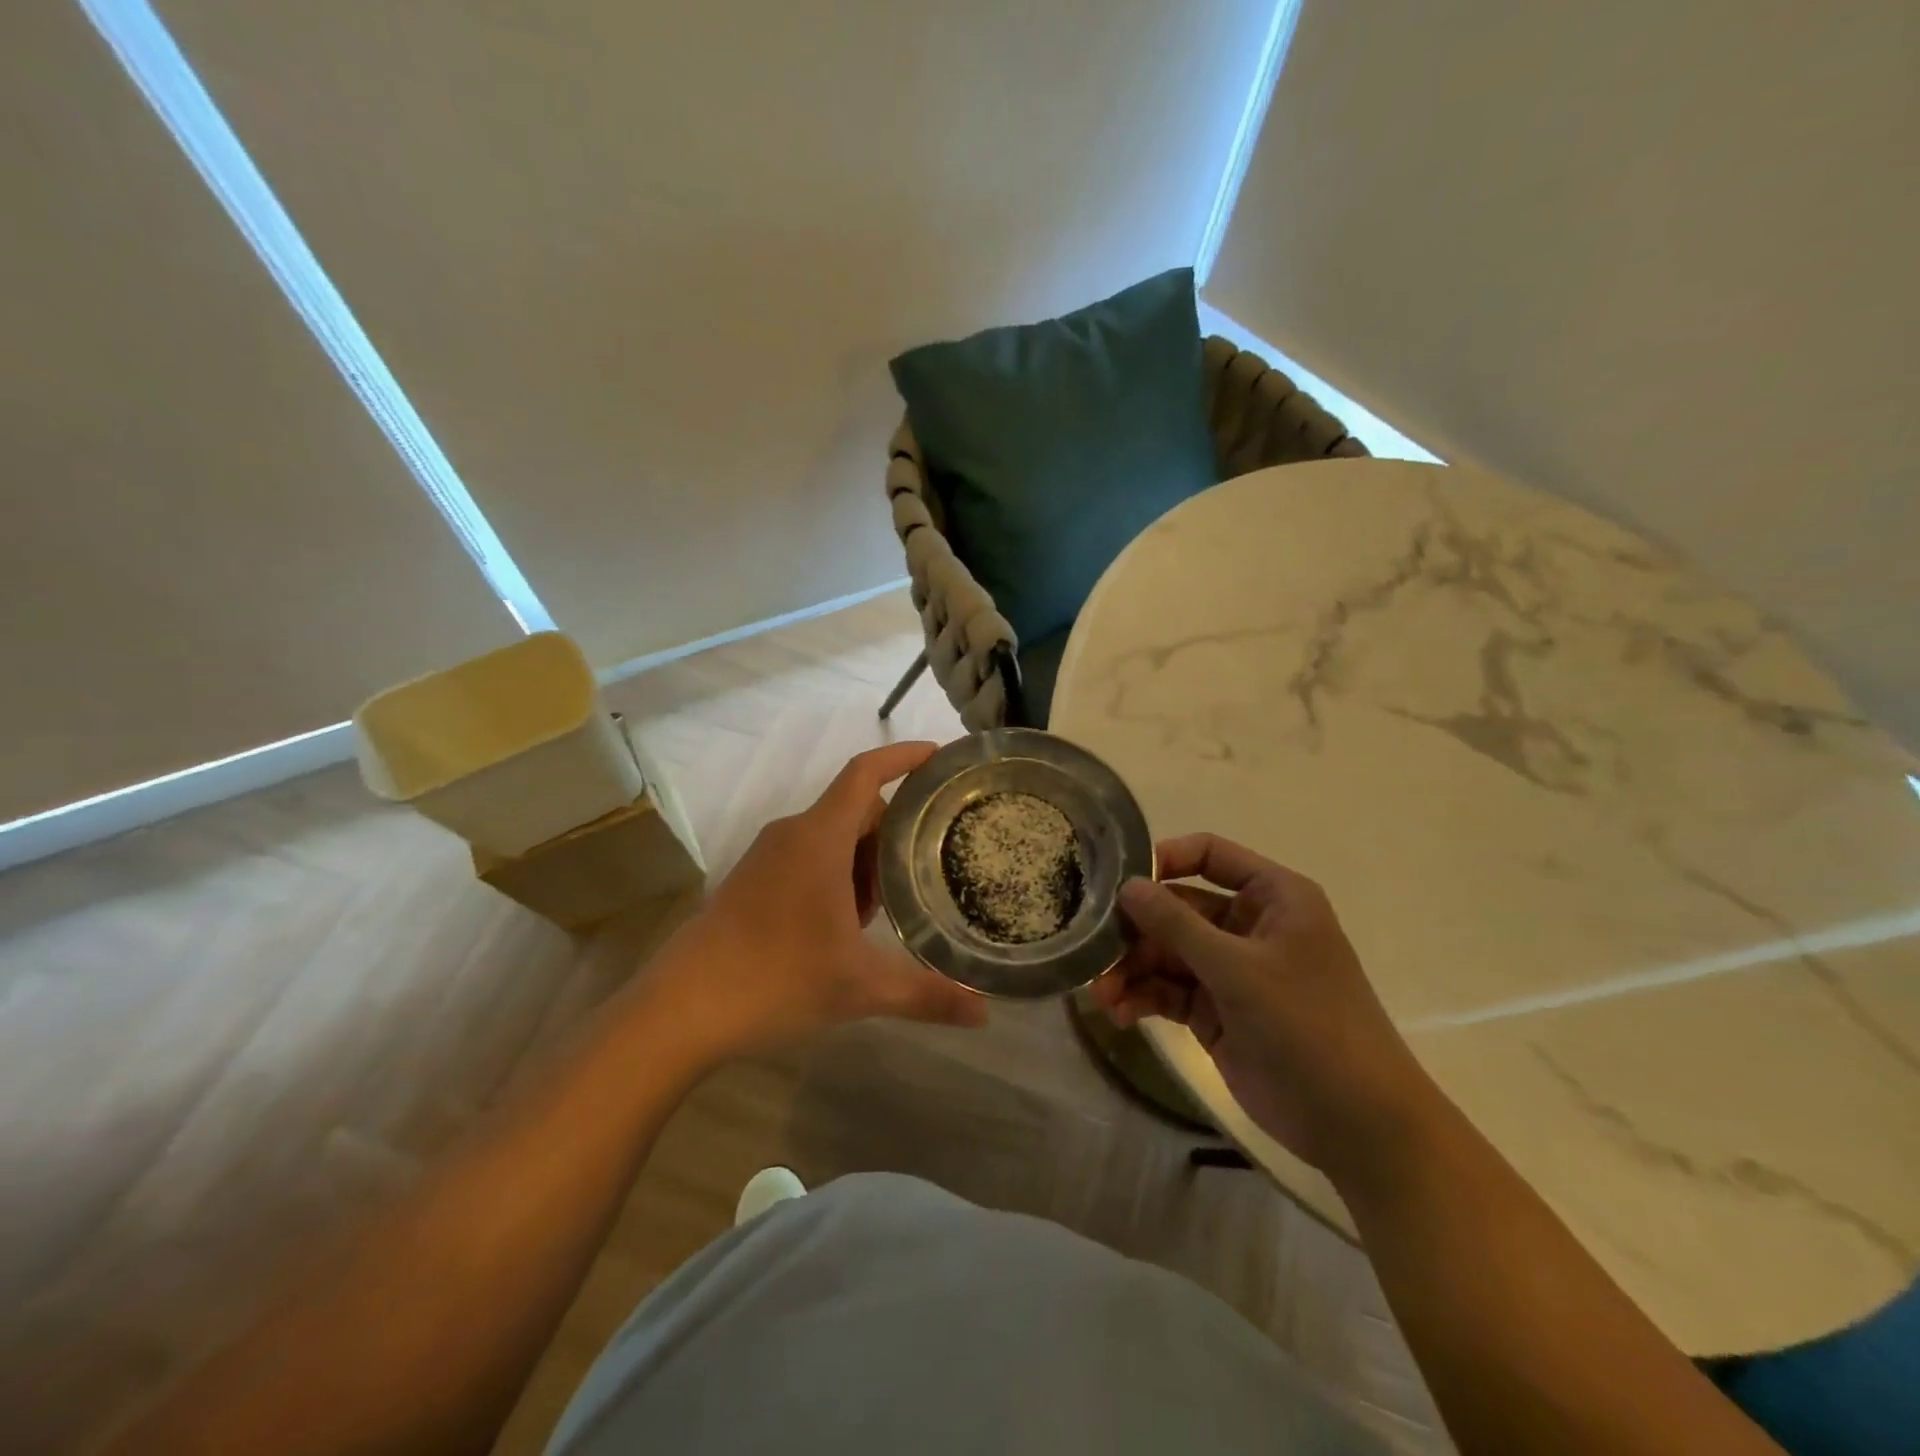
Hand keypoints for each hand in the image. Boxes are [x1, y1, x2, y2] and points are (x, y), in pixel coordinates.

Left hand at [645, 742, 989, 1062]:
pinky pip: (808, 857)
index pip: (866, 773)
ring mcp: (768, 857)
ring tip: (895, 901)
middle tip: (935, 856)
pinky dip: (838, 874)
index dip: (905, 756)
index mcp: (820, 838)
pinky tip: (849, 923)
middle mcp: (793, 834)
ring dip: (866, 858)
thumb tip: (985, 1016)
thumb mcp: (860, 987)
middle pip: (856, 808)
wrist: (680, 1008)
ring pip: (832, 836)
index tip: (941, 755)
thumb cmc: (775, 979)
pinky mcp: (752, 880)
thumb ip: (926, 995)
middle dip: (896, 829)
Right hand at [1093, 834, 1435, 1178]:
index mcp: (1272, 897)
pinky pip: (1169, 991)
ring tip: (1101, 994)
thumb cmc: (1308, 1026)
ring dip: (1132, 969)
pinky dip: (1143, 998)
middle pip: (1178, 908)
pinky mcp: (1216, 1011)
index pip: (1209, 855)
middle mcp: (1249, 925)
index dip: (1164, 860)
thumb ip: (1178, 925)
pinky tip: (1120, 1014)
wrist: (1357, 1124)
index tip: (1121, 882)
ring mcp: (1231, 971)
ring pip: (1167, 953)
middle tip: (1094, 949)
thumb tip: (1127, 886)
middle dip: (1136, 930)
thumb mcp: (1238, 969)